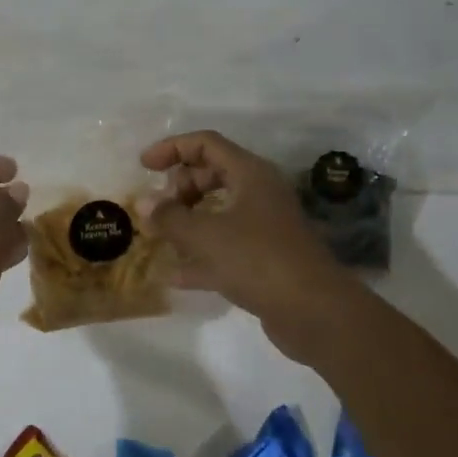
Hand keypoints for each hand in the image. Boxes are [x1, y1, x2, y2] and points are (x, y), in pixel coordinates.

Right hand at [137, 130, 353, 363]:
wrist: (315, 312)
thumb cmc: (258, 259)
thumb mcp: (205, 235)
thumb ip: (170, 217)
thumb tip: (142, 203)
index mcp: (250, 173)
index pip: (206, 144)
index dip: (172, 148)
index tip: (144, 165)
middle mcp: (259, 192)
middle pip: (212, 176)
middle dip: (180, 188)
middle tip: (158, 209)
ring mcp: (265, 227)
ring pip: (218, 212)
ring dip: (188, 222)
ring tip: (159, 238)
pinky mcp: (265, 259)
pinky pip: (226, 246)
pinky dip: (201, 255)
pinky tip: (174, 275)